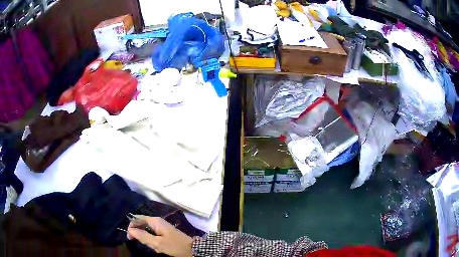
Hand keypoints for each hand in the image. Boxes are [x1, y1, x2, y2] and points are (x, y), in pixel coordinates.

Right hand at [127, 216, 192, 256]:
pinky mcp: (164, 232)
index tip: (130, 238)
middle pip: (142, 226)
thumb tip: (130, 230)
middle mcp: (157, 221)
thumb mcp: (157, 243)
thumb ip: (143, 236)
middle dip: (142, 237)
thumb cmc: (174, 245)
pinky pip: (154, 236)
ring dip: (149, 241)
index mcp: (154, 221)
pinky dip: (154, 242)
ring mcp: (161, 227)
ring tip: (157, 248)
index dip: (131, 227)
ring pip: (147, 233)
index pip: (137, 219)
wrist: (192, 249)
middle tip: (149, 245)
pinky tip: (160, 248)